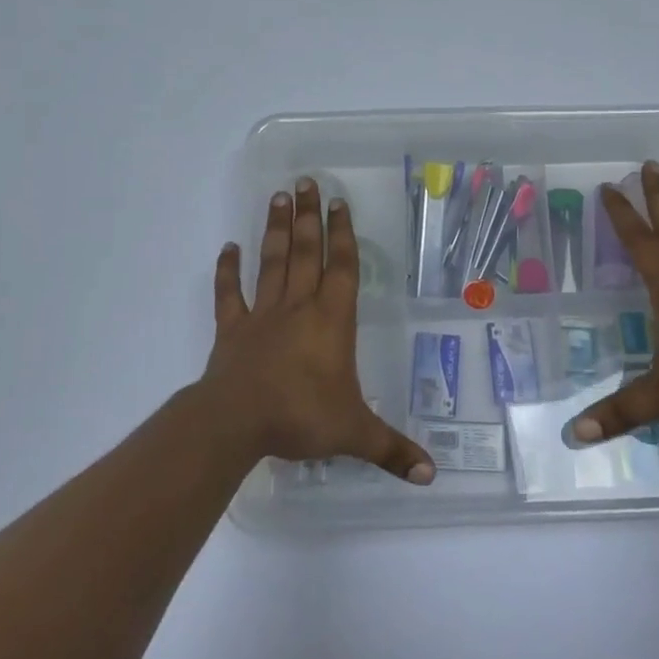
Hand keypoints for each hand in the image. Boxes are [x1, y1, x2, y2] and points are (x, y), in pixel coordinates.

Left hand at [203, 179, 434, 483]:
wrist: (236, 423)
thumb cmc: (301, 417)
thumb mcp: (354, 434)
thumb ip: (392, 450)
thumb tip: (432, 476)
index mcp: (331, 321)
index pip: (341, 268)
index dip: (343, 235)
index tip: (340, 203)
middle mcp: (298, 308)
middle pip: (306, 253)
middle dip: (309, 217)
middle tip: (305, 182)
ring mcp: (261, 315)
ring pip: (272, 263)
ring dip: (276, 231)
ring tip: (277, 197)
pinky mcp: (232, 330)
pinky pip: (229, 294)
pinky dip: (227, 271)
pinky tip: (227, 248)